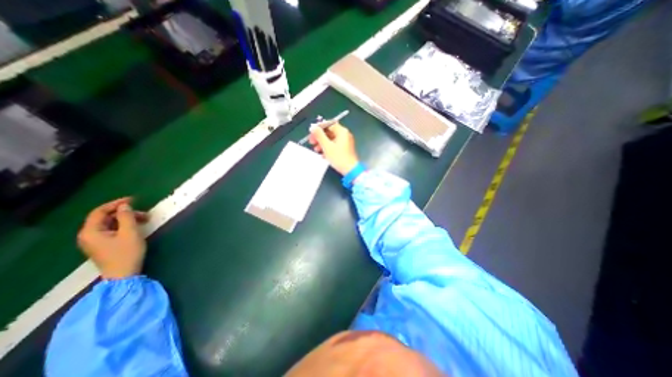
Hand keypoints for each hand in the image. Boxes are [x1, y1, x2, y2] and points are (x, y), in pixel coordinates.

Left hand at [76, 197, 148, 278]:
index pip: (99, 212)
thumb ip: (126, 217)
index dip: (116, 204)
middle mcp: (88, 235)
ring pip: (110, 224)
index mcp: (91, 231)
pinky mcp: (103, 245)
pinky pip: (112, 230)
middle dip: (125, 213)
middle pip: (105, 217)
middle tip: (144, 213)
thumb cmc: (127, 252)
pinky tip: (137, 227)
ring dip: (127, 219)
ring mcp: (95, 241)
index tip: (134, 199)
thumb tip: (125, 206)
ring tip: (144, 220)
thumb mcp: (130, 233)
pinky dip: (124, 226)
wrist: (123, 274)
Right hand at [311, 123, 362, 176]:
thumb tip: (313, 127)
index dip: (319, 127)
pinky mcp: (345, 150)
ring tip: (316, 150)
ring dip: (322, 144)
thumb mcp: (327, 146)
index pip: (329, 124)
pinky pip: (334, 146)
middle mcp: (345, 135)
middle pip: (330, 132)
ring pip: (331, 140)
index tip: (312, 132)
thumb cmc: (339, 157)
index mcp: (342, 132)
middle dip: (320, 137)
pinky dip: (328, 148)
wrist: (350, 170)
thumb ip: (319, 135)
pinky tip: (322, 155)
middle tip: (311, 141)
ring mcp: (346, 143)